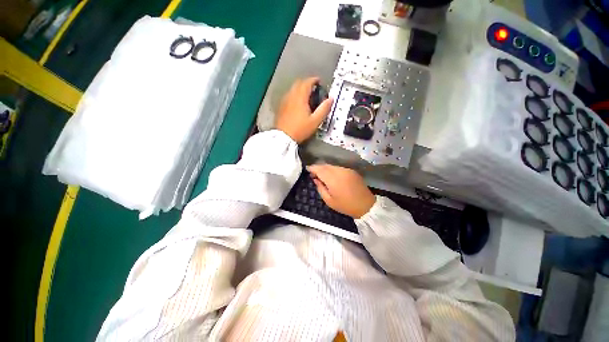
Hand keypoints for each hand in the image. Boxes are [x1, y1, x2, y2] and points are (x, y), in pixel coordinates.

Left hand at [276, 77, 332, 142]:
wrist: (283, 137)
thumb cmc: (300, 129)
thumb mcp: (315, 121)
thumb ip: (324, 109)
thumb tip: (331, 99)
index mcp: (300, 97)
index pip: (307, 82)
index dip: (314, 80)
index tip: (319, 81)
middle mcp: (291, 96)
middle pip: (298, 83)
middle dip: (307, 83)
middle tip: (314, 89)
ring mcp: (284, 101)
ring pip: (293, 89)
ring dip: (300, 89)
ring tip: (307, 96)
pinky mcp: (281, 106)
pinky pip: (288, 95)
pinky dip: (295, 95)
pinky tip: (297, 103)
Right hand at [307, 164, 375, 218]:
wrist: (366, 205)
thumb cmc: (346, 205)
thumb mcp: (329, 201)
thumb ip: (320, 188)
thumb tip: (315, 179)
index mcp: (333, 179)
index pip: (320, 169)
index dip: (312, 168)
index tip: (307, 169)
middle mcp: (340, 171)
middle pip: (325, 165)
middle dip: (318, 168)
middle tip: (313, 174)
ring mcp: (346, 170)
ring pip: (332, 166)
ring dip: (325, 169)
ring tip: (321, 175)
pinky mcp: (351, 171)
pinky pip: (338, 168)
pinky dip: (332, 170)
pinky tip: (331, 176)